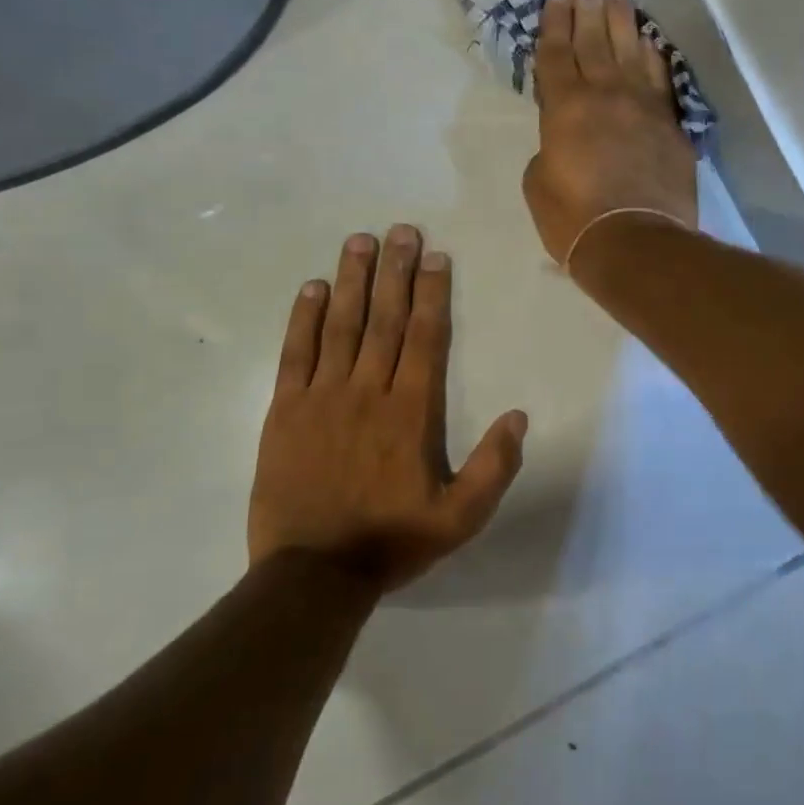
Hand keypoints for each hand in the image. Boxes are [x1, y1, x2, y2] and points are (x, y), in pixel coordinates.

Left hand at [248, 227, 527, 590]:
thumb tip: (519, 416)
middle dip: (395, 271)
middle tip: (401, 230)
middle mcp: (367, 392)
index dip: (431, 293)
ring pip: (341, 326)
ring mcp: (321, 398)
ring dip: (352, 280)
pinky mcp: (284, 411)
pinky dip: (304, 318)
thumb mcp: (460, 518)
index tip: (435, 257)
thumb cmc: (391, 541)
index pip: (424, 338)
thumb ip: (494, 467)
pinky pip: (295, 354)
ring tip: (360, 240)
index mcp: (410, 413)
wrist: (312, 574)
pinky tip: (313, 287)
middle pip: (384, 319)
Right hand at [522, 0, 698, 267]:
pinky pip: (659, 79)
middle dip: (587, 7)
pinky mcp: (670, 125)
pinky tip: (648, 42)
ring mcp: (643, 107)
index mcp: (565, 108)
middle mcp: (605, 95)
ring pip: (630, 51)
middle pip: (594, 41)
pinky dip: (652, 57)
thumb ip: (549, 149)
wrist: (635, 241)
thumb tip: (565, 140)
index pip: (556, 55)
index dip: (554, 24)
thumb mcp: (538, 184)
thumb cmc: (574, 219)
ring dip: (622, 21)